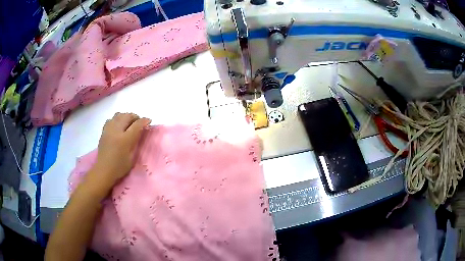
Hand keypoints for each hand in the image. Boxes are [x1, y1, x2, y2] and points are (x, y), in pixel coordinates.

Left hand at [87, 113, 150, 191]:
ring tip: (129, 122)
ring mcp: (109, 130)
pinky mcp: (104, 131)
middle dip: (135, 117)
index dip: (144, 121)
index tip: (149, 120)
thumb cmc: (119, 167)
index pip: (136, 125)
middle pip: (127, 116)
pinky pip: (111, 119)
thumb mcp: (131, 157)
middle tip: (139, 122)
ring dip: (126, 116)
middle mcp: (116, 131)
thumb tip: (140, 132)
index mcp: (125, 140)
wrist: (104, 170)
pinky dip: (117, 119)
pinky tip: (119, 126)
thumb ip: (135, 143)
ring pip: (118, 115)